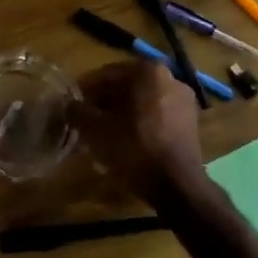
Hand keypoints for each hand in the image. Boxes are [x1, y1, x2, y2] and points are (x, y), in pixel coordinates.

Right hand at [72, 61, 205, 204]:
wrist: (177, 185)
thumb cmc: (134, 148)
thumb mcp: (96, 130)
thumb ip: (78, 112)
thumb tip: (68, 106)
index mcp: (148, 72)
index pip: (108, 74)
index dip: (86, 88)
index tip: (72, 102)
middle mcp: (170, 79)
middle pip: (127, 86)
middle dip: (104, 101)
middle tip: (84, 117)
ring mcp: (183, 101)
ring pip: (142, 101)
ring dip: (120, 112)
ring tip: (101, 131)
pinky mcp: (189, 123)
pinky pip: (156, 115)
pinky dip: (138, 122)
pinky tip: (123, 140)